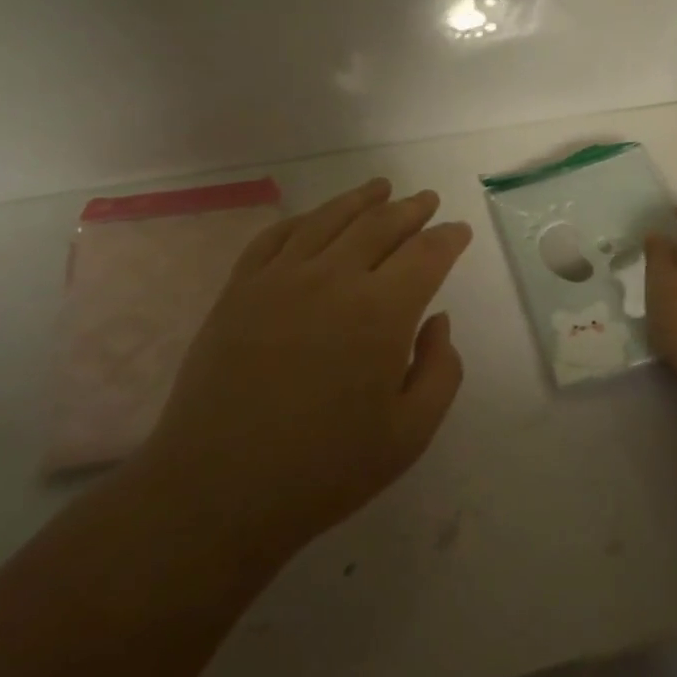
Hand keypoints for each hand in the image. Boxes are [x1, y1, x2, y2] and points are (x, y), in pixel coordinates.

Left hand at [138, 178, 471, 565]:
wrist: (218, 489)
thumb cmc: (324, 470)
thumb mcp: (409, 435)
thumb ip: (440, 371)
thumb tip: (436, 321)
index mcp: (381, 312)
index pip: (426, 254)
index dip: (448, 238)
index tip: (458, 231)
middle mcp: (333, 278)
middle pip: (380, 225)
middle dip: (411, 210)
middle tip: (426, 200)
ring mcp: (280, 278)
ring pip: (329, 219)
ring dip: (361, 199)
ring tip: (380, 188)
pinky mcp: (239, 288)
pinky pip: (276, 236)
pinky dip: (304, 219)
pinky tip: (314, 218)